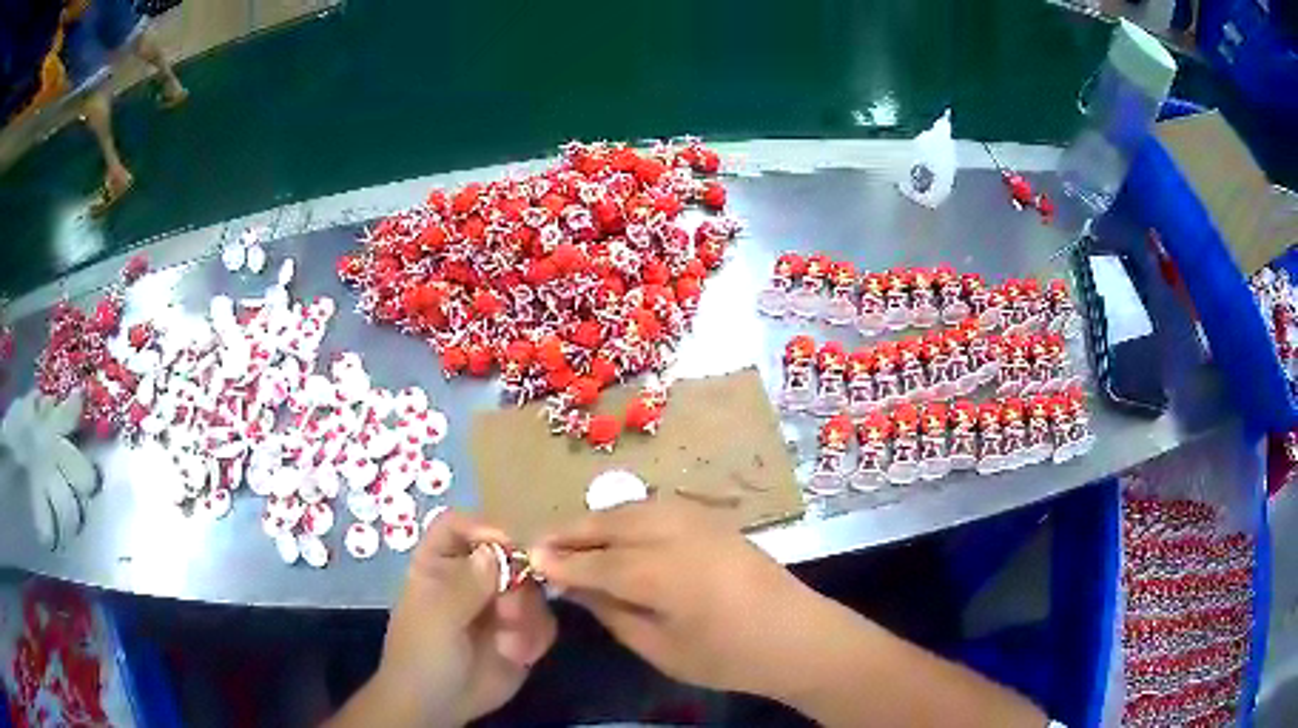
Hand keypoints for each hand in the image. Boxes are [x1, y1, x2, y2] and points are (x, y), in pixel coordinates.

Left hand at [331, 511, 555, 726]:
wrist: (437, 706)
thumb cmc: (423, 655)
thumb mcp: (437, 616)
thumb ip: (467, 583)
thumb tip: (498, 552)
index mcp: (440, 564)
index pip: (459, 525)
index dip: (482, 527)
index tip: (508, 544)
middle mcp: (472, 578)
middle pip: (507, 554)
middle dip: (517, 581)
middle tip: (510, 611)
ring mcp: (499, 605)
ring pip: (532, 589)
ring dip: (527, 615)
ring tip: (511, 642)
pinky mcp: (522, 633)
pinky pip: (544, 620)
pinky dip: (536, 637)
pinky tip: (520, 655)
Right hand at [529, 499, 824, 697]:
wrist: (797, 635)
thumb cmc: (728, 656)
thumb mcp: (661, 648)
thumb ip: (613, 612)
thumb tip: (577, 587)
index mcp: (661, 572)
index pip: (595, 561)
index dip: (560, 560)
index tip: (529, 558)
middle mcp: (676, 534)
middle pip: (610, 524)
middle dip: (572, 531)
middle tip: (542, 543)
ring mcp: (699, 521)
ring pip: (633, 509)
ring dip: (598, 520)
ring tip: (573, 536)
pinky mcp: (714, 519)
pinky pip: (656, 509)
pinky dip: (628, 515)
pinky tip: (619, 530)